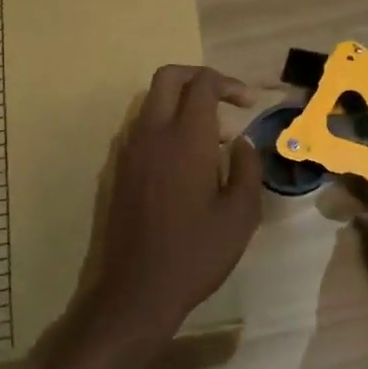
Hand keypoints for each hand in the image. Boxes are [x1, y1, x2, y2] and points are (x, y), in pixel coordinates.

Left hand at [87, 65, 262, 331]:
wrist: (136, 290)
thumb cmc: (195, 253)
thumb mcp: (240, 215)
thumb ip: (247, 169)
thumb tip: (242, 142)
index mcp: (185, 139)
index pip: (202, 84)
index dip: (229, 84)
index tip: (249, 104)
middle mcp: (151, 134)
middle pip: (169, 78)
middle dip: (200, 78)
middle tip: (227, 102)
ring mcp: (129, 151)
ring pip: (152, 102)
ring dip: (182, 104)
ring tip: (213, 140)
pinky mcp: (118, 170)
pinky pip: (141, 129)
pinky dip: (165, 126)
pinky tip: (187, 163)